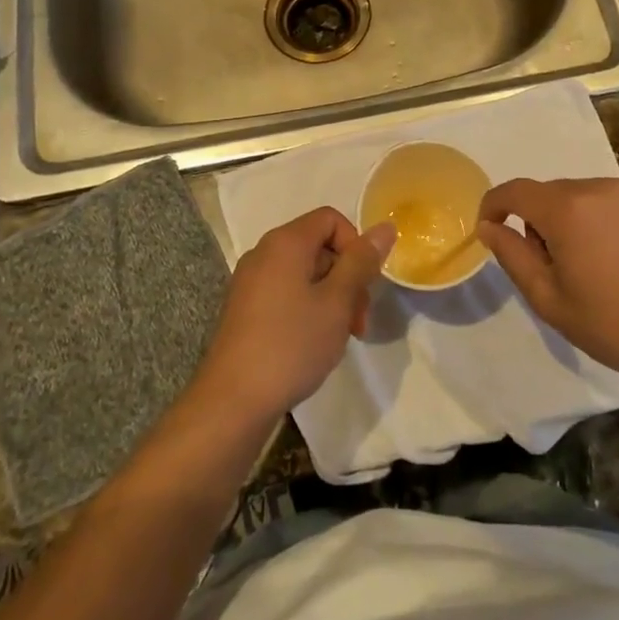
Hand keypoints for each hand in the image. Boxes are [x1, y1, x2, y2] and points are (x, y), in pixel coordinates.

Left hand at [196, 207, 394, 423]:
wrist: (233, 401)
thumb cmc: (291, 344)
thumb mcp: (337, 302)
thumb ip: (361, 262)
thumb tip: (385, 227)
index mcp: (285, 242)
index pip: (331, 219)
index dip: (355, 245)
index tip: (365, 284)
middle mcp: (264, 253)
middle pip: (319, 246)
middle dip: (347, 277)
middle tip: (358, 321)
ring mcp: (250, 281)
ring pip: (304, 273)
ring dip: (331, 297)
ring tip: (340, 337)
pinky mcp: (245, 308)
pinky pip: (286, 292)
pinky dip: (308, 308)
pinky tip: (313, 343)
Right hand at [477, 176, 618, 387]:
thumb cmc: (608, 324)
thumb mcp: (547, 298)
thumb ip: (512, 254)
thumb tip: (488, 226)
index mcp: (567, 210)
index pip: (515, 191)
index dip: (494, 204)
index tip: (490, 226)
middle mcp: (597, 186)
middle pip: (550, 193)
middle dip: (539, 219)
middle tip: (552, 263)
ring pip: (580, 193)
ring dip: (572, 216)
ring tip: (589, 259)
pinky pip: (610, 196)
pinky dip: (602, 214)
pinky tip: (617, 250)